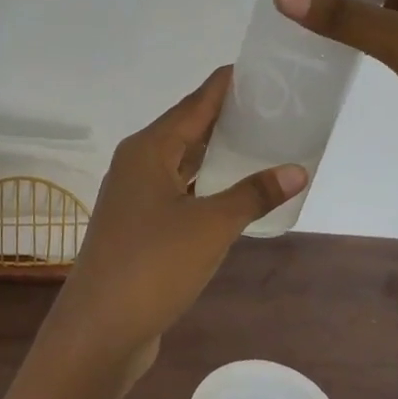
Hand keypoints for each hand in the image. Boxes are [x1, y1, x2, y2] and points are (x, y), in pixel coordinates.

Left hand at [45, 67, 305, 380]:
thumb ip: (253, 194)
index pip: (195, 103)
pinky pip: (180, 191)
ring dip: (217, 154)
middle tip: (273, 106)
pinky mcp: (139, 227)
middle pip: (188, 129)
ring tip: (261, 142)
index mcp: (149, 150)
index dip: (226, 85)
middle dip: (227, 117)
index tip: (260, 68)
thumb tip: (297, 170)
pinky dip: (207, 186)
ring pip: (183, 162)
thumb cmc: (153, 265)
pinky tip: (234, 192)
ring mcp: (135, 198)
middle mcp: (138, 165)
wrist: (99, 330)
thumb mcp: (211, 226)